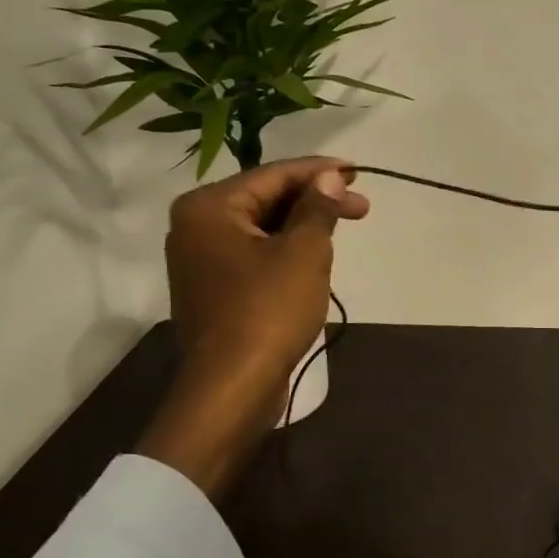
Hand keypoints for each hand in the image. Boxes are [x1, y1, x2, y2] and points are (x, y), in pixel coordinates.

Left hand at [137, 157, 368, 497]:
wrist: (232, 385)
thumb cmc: (268, 310)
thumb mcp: (304, 252)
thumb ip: (318, 208)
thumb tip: (329, 178)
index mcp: (209, 208)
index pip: (273, 175)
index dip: (320, 172)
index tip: (358, 172)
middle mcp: (196, 226)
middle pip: (266, 199)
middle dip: (315, 200)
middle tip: (362, 207)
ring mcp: (201, 259)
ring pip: (262, 227)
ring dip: (303, 225)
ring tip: (342, 229)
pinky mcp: (213, 287)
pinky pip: (254, 253)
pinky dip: (286, 248)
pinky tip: (315, 255)